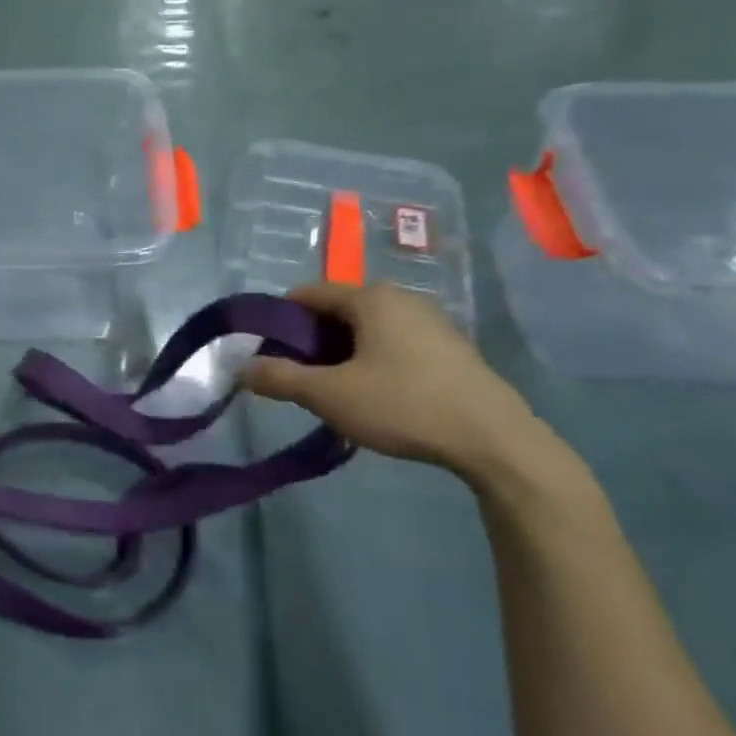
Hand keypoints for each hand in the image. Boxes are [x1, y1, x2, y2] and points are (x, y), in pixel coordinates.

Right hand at [240, 282, 546, 479]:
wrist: (495, 440)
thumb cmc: (403, 406)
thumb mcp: (329, 395)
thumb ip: (279, 378)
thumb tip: (240, 368)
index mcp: (370, 298)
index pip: (305, 294)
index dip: (279, 322)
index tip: (269, 356)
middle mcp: (400, 298)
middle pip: (335, 311)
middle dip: (310, 342)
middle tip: (301, 380)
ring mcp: (430, 321)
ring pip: (365, 329)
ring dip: (340, 354)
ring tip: (336, 393)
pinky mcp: (449, 348)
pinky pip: (393, 343)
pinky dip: (372, 361)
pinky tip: (376, 396)